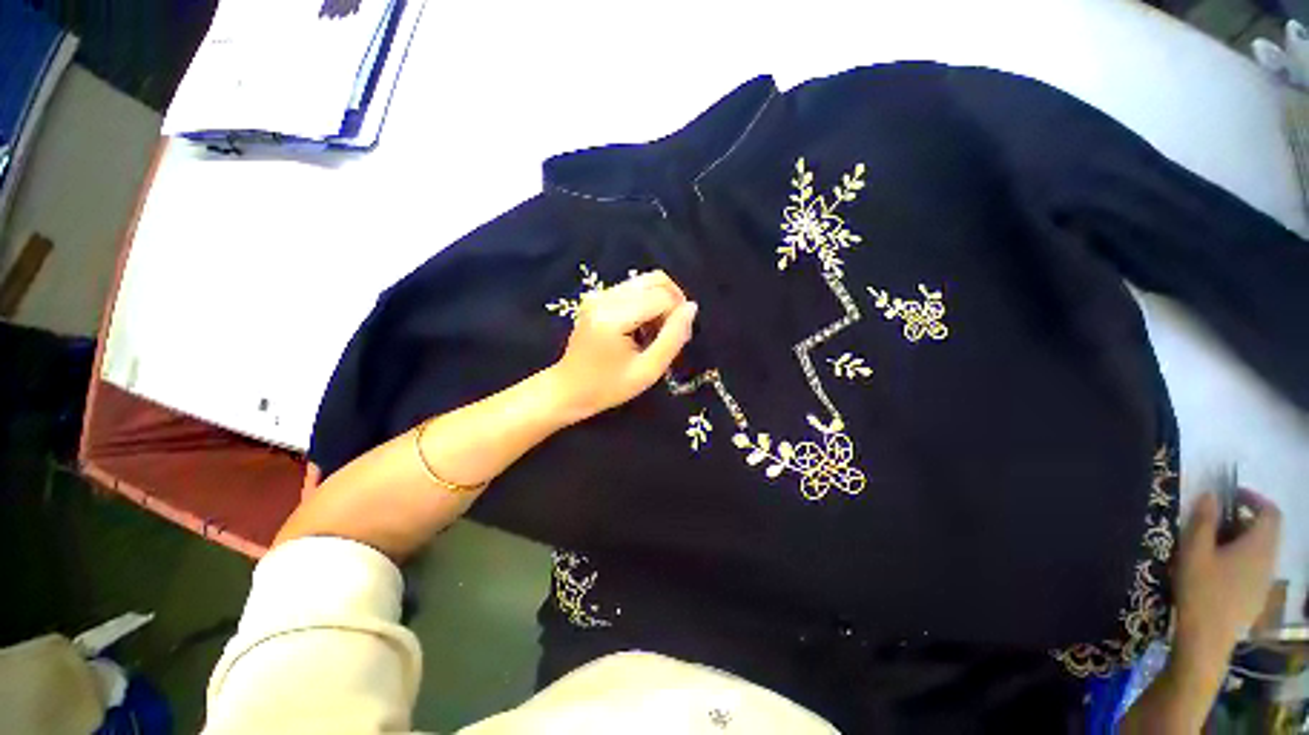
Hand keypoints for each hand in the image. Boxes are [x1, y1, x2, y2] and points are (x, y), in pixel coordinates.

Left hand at [548, 270, 697, 422]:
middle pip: (655, 280)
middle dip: (672, 303)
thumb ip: (673, 338)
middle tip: (670, 333)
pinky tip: (641, 328)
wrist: (569, 390)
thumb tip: (691, 307)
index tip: (679, 340)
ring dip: (660, 303)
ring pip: (646, 282)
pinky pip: (633, 289)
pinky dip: (646, 303)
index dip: (678, 315)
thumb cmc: (609, 387)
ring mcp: (598, 294)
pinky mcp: (596, 296)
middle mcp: (604, 297)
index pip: (663, 297)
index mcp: (614, 317)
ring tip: (655, 333)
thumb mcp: (648, 370)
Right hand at [1174, 490, 1281, 663]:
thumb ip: (1203, 521)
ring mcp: (1265, 581)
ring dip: (1243, 540)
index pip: (1270, 512)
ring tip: (1214, 544)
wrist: (1207, 639)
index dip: (1254, 498)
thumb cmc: (1201, 590)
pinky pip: (1256, 568)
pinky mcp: (1257, 596)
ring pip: (1261, 551)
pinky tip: (1220, 571)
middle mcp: (1269, 560)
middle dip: (1245, 520)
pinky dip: (1242, 558)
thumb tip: (1210, 496)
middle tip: (1217, 519)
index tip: (1230, 495)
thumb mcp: (1194, 552)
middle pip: (1267, 531)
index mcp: (1258, 546)